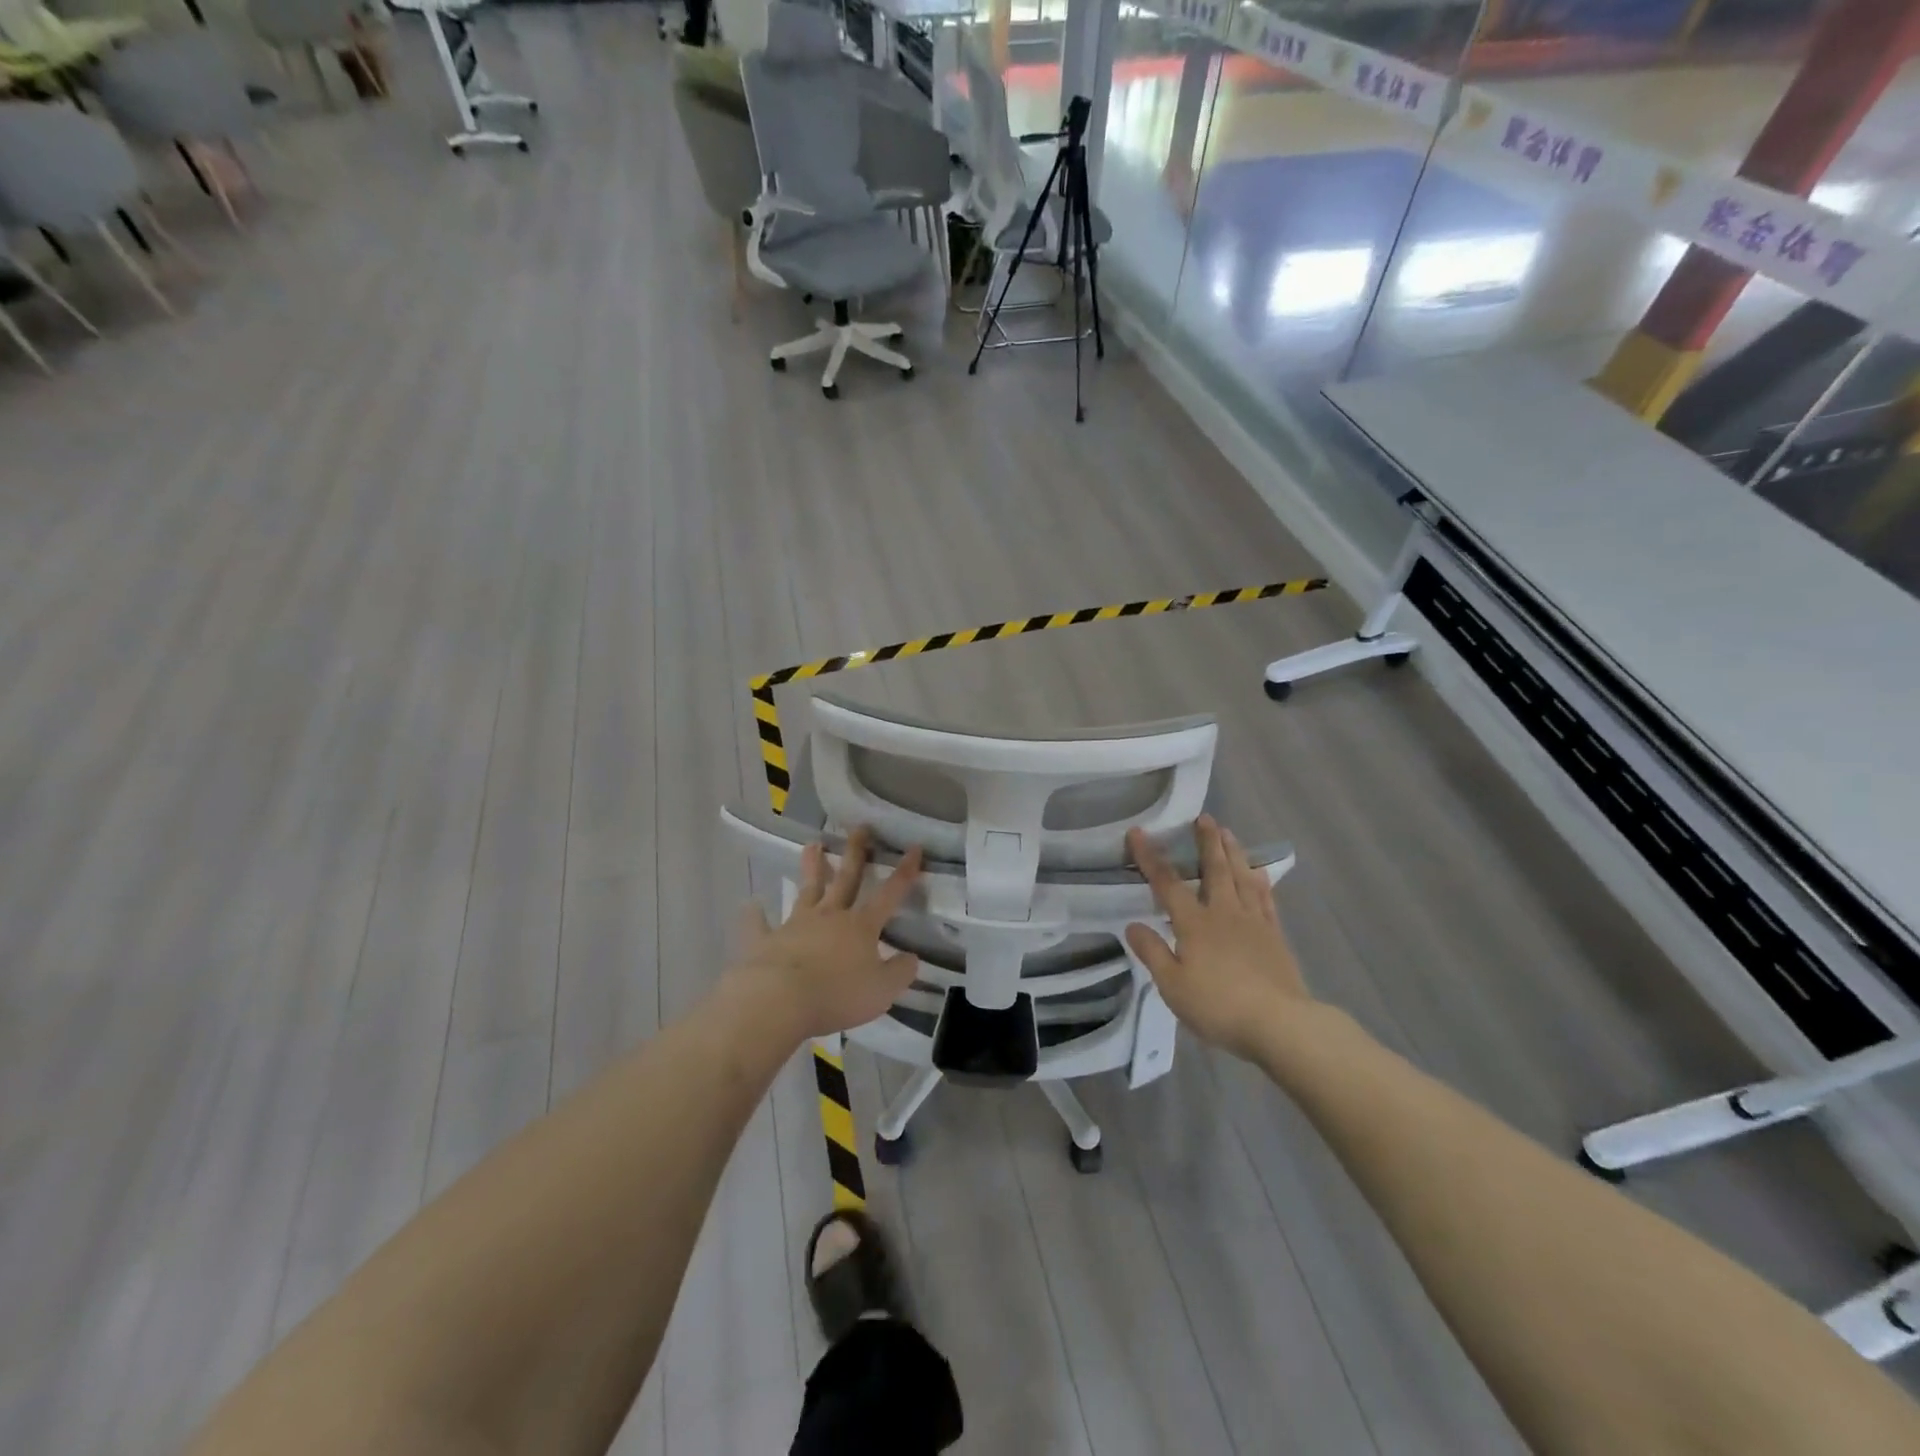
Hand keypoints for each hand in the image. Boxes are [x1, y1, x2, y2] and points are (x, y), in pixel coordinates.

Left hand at [732, 827, 923, 1042]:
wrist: (779, 1001)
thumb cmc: (837, 995)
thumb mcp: (882, 990)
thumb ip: (900, 972)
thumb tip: (912, 957)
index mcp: (861, 927)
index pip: (889, 894)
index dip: (904, 872)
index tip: (914, 848)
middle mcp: (829, 917)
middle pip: (846, 880)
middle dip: (855, 853)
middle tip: (860, 828)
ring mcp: (795, 926)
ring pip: (807, 891)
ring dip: (812, 868)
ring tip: (812, 845)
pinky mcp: (765, 941)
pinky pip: (760, 926)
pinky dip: (755, 916)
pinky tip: (752, 905)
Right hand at [1125, 815, 1312, 1058]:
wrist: (1280, 1024)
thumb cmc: (1219, 1006)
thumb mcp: (1173, 986)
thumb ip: (1152, 953)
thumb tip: (1132, 925)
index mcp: (1194, 923)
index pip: (1167, 883)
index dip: (1150, 857)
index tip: (1139, 832)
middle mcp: (1224, 913)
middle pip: (1214, 869)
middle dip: (1206, 842)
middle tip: (1204, 817)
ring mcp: (1253, 922)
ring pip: (1242, 877)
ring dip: (1233, 852)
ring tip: (1228, 833)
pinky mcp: (1274, 935)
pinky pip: (1265, 899)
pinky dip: (1260, 881)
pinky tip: (1259, 873)